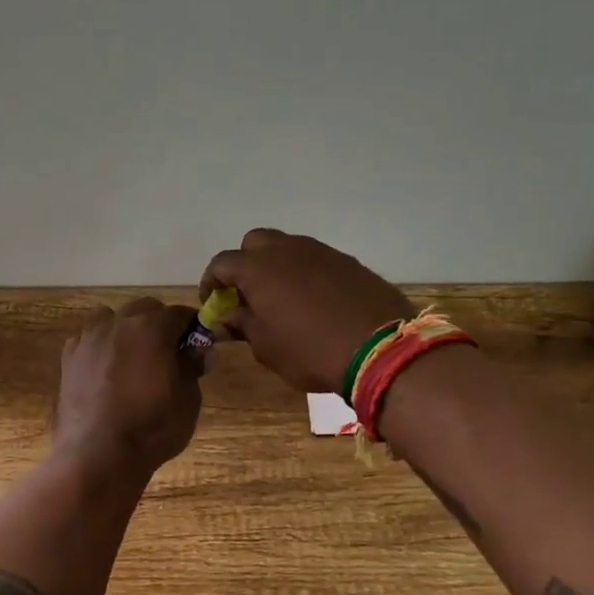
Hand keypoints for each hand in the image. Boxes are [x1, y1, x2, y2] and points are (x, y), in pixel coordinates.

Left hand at [53, 298, 203, 474]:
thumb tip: (198, 349)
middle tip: (167, 354)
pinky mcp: (68, 358)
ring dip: (125, 330)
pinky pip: (89, 340)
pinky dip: (100, 347)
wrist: (98, 455)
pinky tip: (105, 372)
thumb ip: (192, 366)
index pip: (180, 314)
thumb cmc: (152, 427)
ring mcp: (88, 338)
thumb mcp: (188, 399)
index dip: (192, 327)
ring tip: (133, 359)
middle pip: (144, 309)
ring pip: (111, 319)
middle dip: (159, 324)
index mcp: (151, 327)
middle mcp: (118, 323)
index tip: (197, 346)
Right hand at [200, 228, 415, 392]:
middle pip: (254, 243)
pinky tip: (313, 302)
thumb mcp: (266, 347)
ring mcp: (321, 252)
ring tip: (281, 299)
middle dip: (245, 264)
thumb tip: (228, 316)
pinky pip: (315, 260)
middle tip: (247, 295)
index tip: (214, 304)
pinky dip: (305, 274)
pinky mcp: (348, 262)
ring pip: (287, 248)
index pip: (222, 263)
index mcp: (258, 268)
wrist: (381, 349)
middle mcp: (287, 250)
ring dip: (276, 267)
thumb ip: (243, 325)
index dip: (212, 282)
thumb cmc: (310, 351)